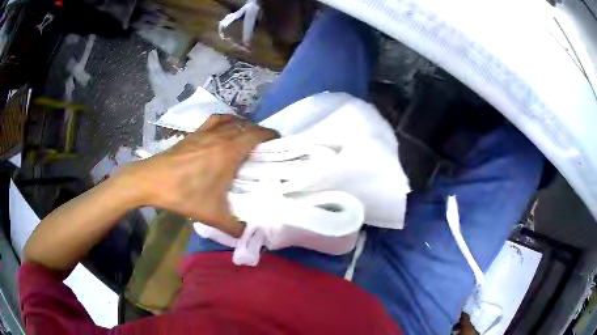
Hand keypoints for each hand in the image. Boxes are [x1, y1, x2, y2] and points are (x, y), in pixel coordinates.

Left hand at [118, 115, 277, 236]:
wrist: (152, 180)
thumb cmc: (184, 194)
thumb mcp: (212, 216)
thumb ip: (235, 228)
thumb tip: (250, 235)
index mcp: (229, 152)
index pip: (257, 135)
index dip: (270, 135)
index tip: (278, 142)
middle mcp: (220, 137)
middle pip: (246, 126)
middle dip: (259, 133)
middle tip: (265, 147)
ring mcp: (205, 132)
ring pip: (231, 120)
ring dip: (243, 125)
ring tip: (246, 137)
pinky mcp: (193, 133)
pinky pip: (215, 120)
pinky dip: (225, 120)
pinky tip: (224, 129)